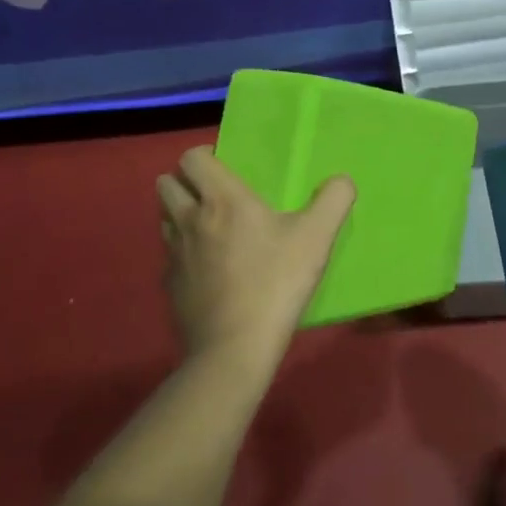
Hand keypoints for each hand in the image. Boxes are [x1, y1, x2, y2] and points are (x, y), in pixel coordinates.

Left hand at [157, 146, 355, 374]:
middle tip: (216, 196)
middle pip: (166, 184)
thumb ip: (334, 199)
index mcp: (222, 200)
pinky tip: (208, 269)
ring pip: (164, 218)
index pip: (192, 158)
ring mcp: (174, 255)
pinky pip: (170, 256)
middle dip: (185, 182)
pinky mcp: (169, 286)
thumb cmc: (276, 283)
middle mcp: (190, 220)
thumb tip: (341, 180)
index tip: (227, 168)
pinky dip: (183, 253)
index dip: (205, 156)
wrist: (234, 349)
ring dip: (180, 214)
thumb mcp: (317, 237)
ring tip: (210, 228)